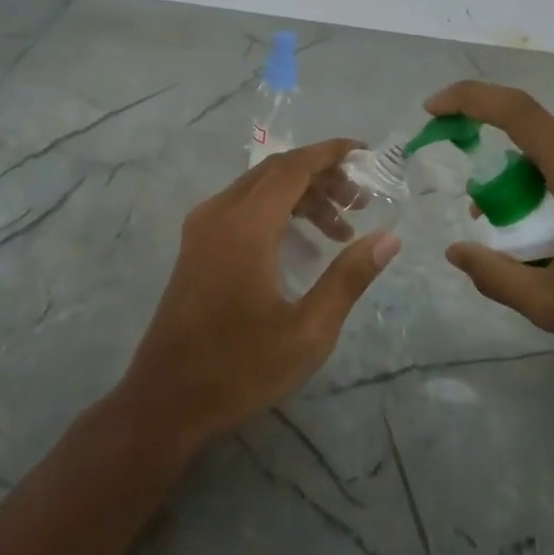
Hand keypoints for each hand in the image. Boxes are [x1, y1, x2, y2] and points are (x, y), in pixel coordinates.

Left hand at [120, 140, 400, 445]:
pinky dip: (277, 210)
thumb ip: (349, 278)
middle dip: (322, 176)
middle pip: (276, 171)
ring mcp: (202, 227)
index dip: (331, 153)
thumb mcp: (307, 332)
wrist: (164, 400)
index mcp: (245, 225)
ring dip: (301, 196)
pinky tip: (302, 244)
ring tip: (341, 229)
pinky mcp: (196, 245)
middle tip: (361, 201)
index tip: (366, 154)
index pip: (294, 166)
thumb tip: (388, 238)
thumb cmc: (239, 368)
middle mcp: (219, 212)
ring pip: (259, 188)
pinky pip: (242, 207)